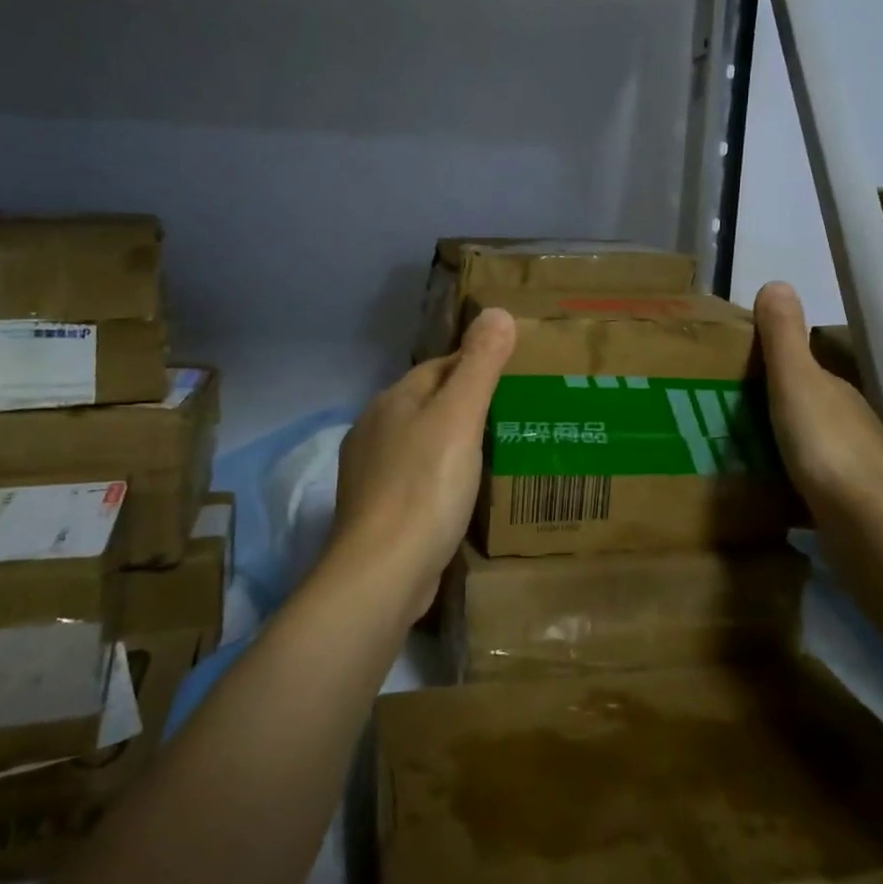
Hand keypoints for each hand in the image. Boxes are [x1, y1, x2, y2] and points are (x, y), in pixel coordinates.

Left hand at [326, 308, 517, 620]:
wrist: (382, 572)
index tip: (513, 378)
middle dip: (463, 406)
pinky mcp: (376, 512)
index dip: (475, 367)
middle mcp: (374, 429)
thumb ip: (479, 364)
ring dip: (450, 444)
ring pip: (420, 443)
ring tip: (492, 455)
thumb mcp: (460, 417)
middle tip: (511, 417)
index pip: (439, 368)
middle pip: (428, 404)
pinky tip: (460, 496)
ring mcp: (370, 473)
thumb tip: (496, 311)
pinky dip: (438, 479)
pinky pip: (415, 479)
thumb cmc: (426, 485)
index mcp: (392, 400)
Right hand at [754, 282, 882, 517]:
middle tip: (729, 418)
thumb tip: (777, 283)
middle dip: (777, 411)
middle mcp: (851, 426)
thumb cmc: (824, 441)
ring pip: (811, 450)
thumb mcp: (795, 379)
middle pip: (809, 410)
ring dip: (784, 449)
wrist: (861, 521)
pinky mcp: (847, 508)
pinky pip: (811, 487)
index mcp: (838, 393)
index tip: (740, 377)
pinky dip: (791, 484)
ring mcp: (853, 470)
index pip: (808, 372)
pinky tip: (766, 493)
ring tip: (740, 456)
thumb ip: (783, 336)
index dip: (778, 370)